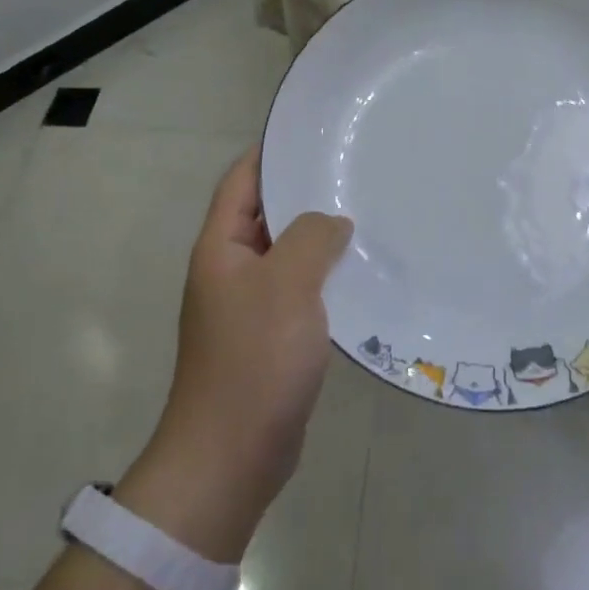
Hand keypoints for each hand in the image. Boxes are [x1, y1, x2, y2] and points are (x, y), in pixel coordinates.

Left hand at [113, 148, 351, 562]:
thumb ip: (310, 238)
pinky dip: (326, 276)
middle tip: (355, 169)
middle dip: (305, 191)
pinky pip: (300, 290)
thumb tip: (333, 221)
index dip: (270, 151)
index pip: (242, 180)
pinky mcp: (272, 337)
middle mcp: (231, 270)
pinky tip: (362, 272)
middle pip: (267, 214)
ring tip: (368, 213)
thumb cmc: (254, 360)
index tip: (313, 132)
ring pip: (288, 254)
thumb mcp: (286, 285)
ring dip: (320, 236)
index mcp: (221, 248)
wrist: (231, 457)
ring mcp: (251, 305)